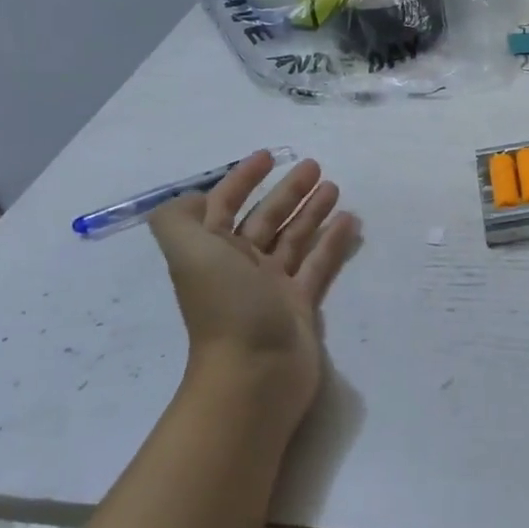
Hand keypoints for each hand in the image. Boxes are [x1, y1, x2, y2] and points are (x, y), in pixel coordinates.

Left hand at [148, 151, 358, 430]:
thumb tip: (194, 199)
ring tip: (336, 188)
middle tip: (316, 167)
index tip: (268, 156)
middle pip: (265, 219)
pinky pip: (318, 264)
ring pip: (294, 239)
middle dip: (287, 191)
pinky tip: (349, 222)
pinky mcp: (301, 304)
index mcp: (211, 252)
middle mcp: (240, 265)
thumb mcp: (189, 253)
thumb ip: (179, 219)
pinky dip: (332, 242)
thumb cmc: (226, 306)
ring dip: (312, 212)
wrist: (255, 372)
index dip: (242, 179)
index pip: (224, 206)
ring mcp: (272, 286)